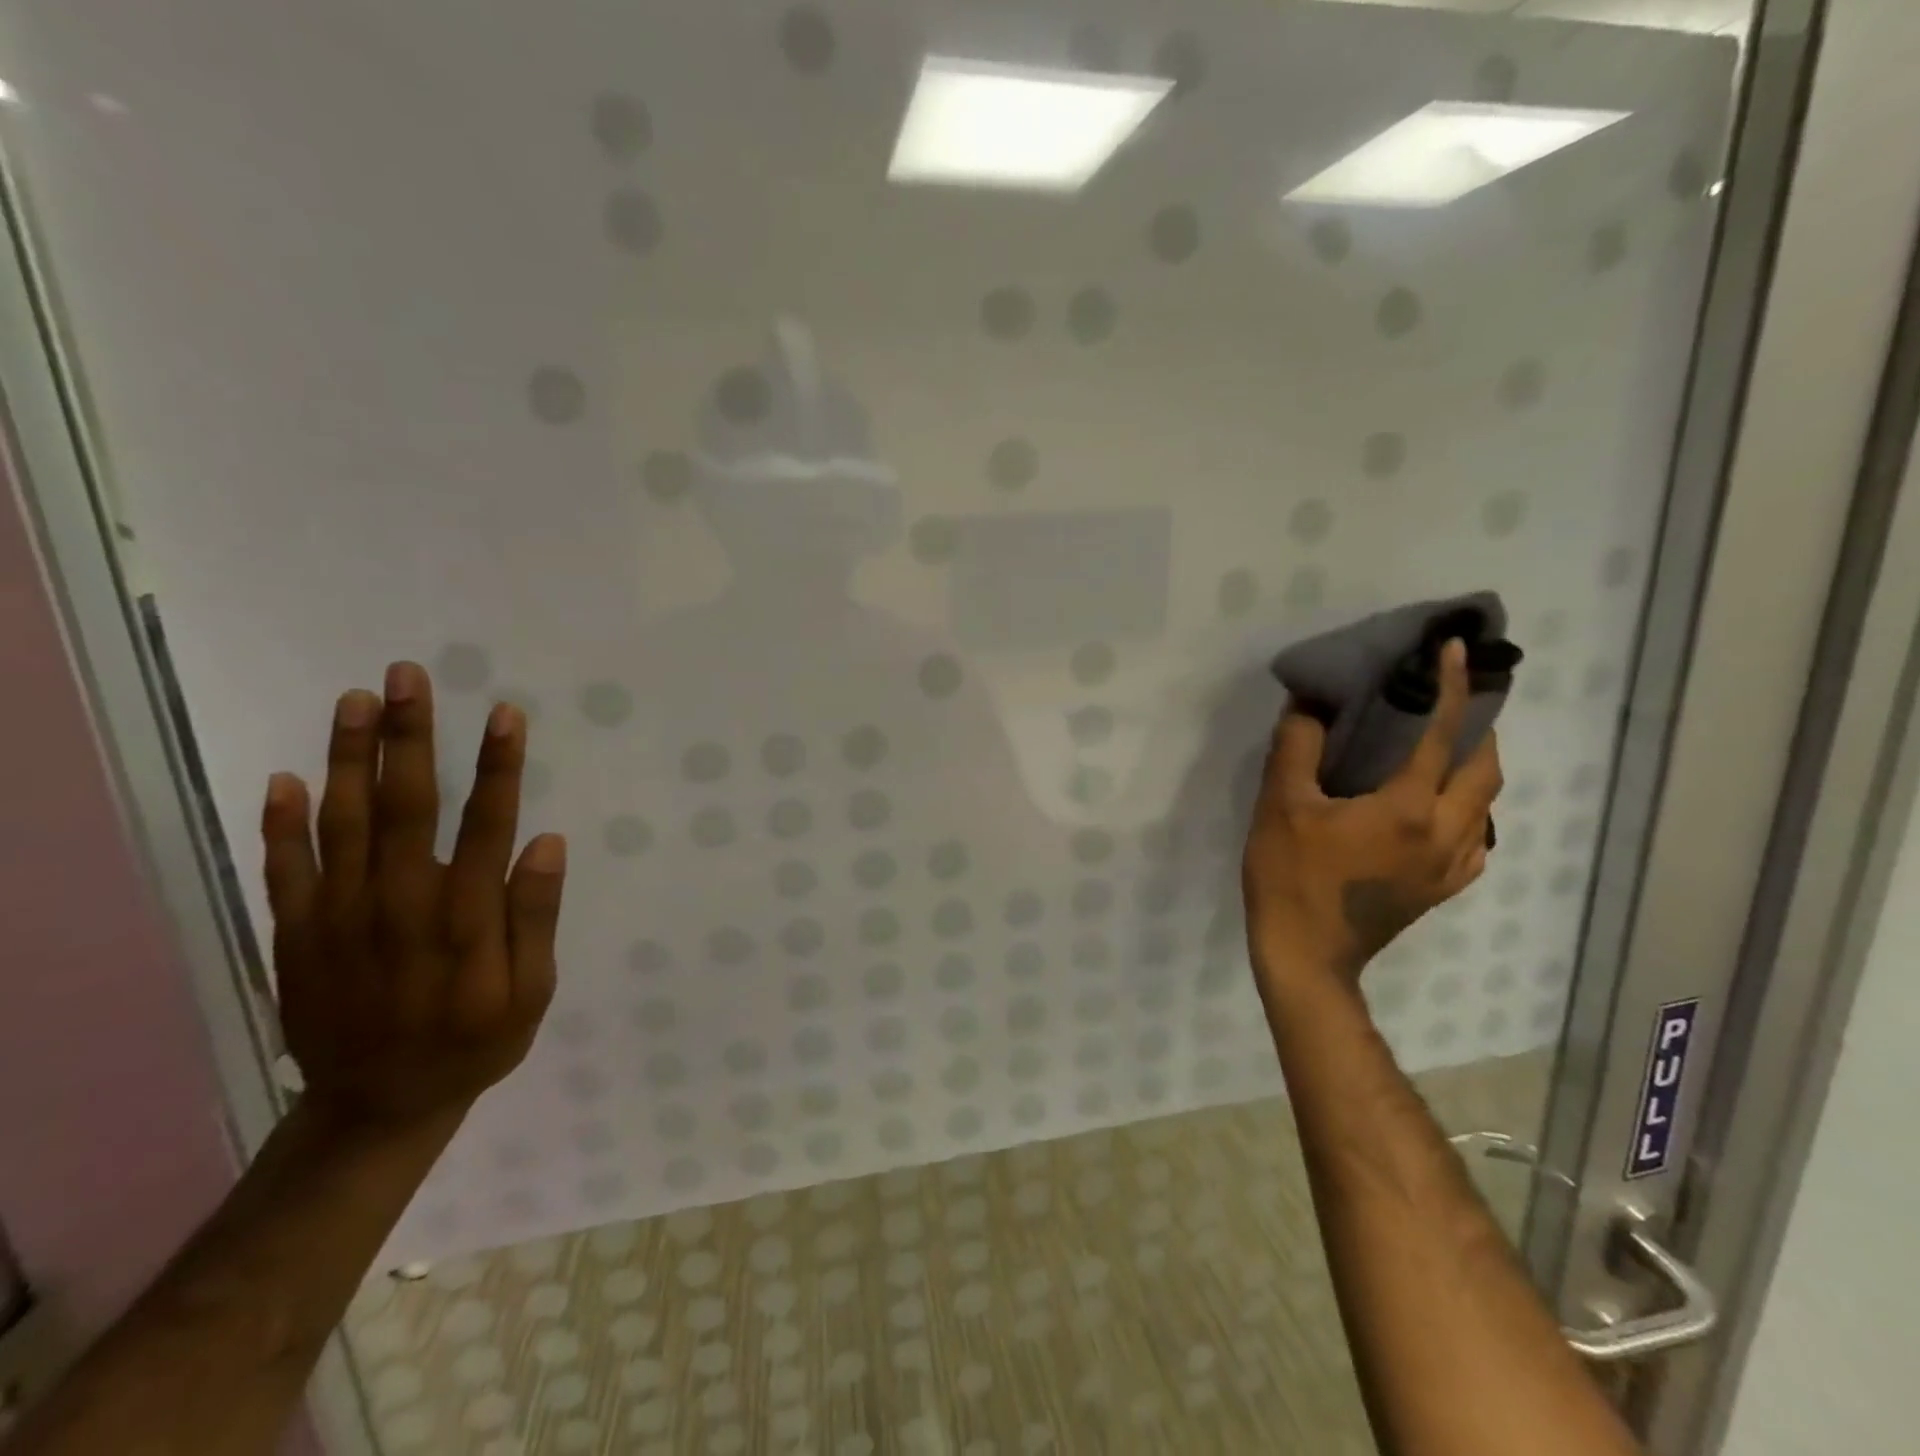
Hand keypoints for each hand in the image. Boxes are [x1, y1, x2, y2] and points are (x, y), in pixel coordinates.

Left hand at [259, 661, 567, 1128]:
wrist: (379, 1106)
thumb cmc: (475, 1041)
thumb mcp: (532, 991)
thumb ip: (535, 916)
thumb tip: (545, 843)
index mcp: (464, 916)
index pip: (486, 823)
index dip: (497, 765)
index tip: (504, 714)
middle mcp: (400, 902)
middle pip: (405, 804)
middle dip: (410, 736)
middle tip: (409, 677)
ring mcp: (340, 917)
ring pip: (342, 821)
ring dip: (349, 757)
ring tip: (356, 700)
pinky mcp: (297, 935)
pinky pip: (284, 869)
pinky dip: (281, 824)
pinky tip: (286, 778)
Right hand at [1243, 639, 1500, 988]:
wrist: (1305, 955)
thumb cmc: (1290, 876)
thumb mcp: (1279, 805)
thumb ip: (1297, 747)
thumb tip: (1309, 704)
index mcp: (1408, 808)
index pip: (1444, 735)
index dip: (1454, 688)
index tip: (1458, 651)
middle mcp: (1445, 833)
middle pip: (1486, 770)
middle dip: (1479, 728)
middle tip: (1450, 704)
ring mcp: (1449, 866)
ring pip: (1487, 806)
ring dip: (1475, 769)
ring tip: (1443, 750)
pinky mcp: (1441, 889)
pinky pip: (1475, 841)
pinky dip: (1467, 812)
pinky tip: (1437, 810)